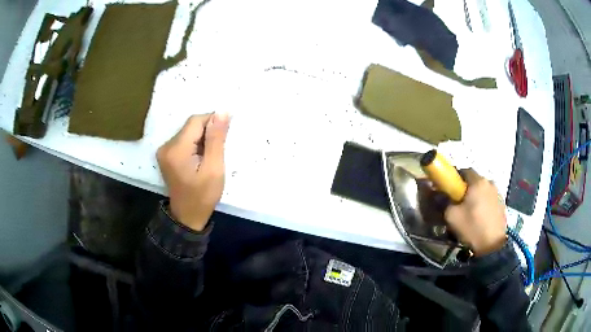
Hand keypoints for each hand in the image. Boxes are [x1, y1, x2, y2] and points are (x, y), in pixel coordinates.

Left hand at [157, 113, 229, 230]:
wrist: (187, 216)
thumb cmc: (203, 196)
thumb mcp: (214, 168)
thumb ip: (216, 138)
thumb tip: (222, 111)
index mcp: (176, 149)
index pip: (196, 121)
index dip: (212, 122)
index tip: (224, 135)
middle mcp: (166, 146)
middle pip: (191, 126)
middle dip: (207, 133)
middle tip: (217, 152)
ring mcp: (164, 150)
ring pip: (188, 132)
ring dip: (202, 139)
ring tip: (209, 157)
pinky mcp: (166, 155)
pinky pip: (184, 140)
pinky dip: (195, 145)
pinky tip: (200, 159)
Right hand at [444, 169, 506, 255]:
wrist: (493, 246)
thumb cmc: (472, 228)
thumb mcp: (452, 216)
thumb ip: (445, 202)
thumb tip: (440, 194)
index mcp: (478, 181)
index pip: (463, 170)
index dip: (454, 178)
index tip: (448, 189)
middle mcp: (489, 182)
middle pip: (474, 180)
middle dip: (465, 189)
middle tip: (457, 203)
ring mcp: (497, 193)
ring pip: (482, 190)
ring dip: (475, 196)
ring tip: (469, 212)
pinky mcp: (502, 204)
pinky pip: (489, 199)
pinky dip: (483, 204)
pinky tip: (479, 217)